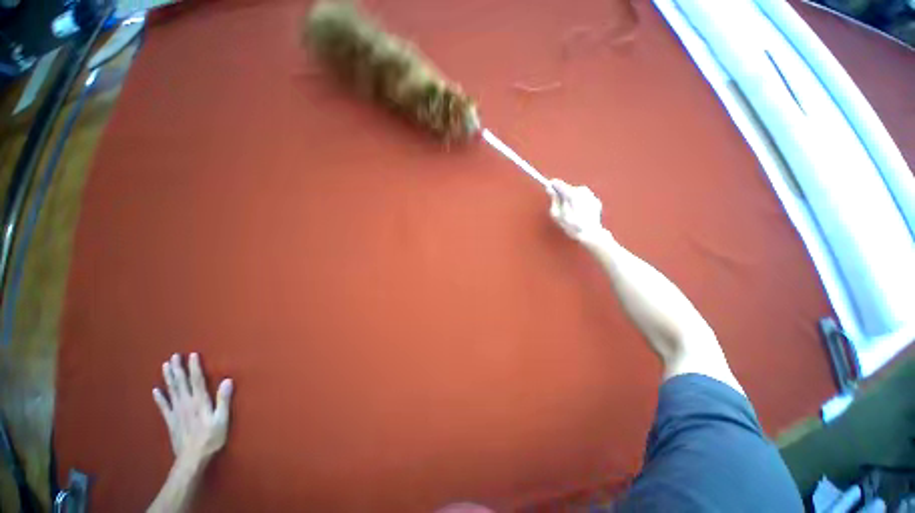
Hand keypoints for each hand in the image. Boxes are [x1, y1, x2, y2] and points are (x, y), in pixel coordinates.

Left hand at [153, 353, 232, 466]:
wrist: (191, 459)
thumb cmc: (211, 438)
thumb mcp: (222, 420)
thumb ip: (223, 400)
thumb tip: (227, 380)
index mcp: (200, 402)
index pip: (196, 380)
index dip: (194, 367)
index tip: (192, 355)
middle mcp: (186, 403)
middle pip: (181, 383)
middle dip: (177, 369)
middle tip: (174, 356)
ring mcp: (176, 412)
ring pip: (171, 391)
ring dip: (168, 378)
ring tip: (166, 366)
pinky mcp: (171, 421)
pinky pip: (163, 406)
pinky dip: (159, 397)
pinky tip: (156, 390)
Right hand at [549, 179, 608, 244]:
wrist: (590, 234)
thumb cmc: (571, 226)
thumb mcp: (557, 214)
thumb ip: (554, 199)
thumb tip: (550, 189)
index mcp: (572, 194)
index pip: (560, 184)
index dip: (553, 185)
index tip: (549, 186)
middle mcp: (583, 191)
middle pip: (569, 189)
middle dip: (563, 195)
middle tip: (559, 205)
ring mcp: (591, 195)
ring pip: (577, 193)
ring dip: (572, 199)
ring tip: (570, 212)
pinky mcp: (596, 200)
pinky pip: (584, 198)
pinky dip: (580, 203)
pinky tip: (578, 213)